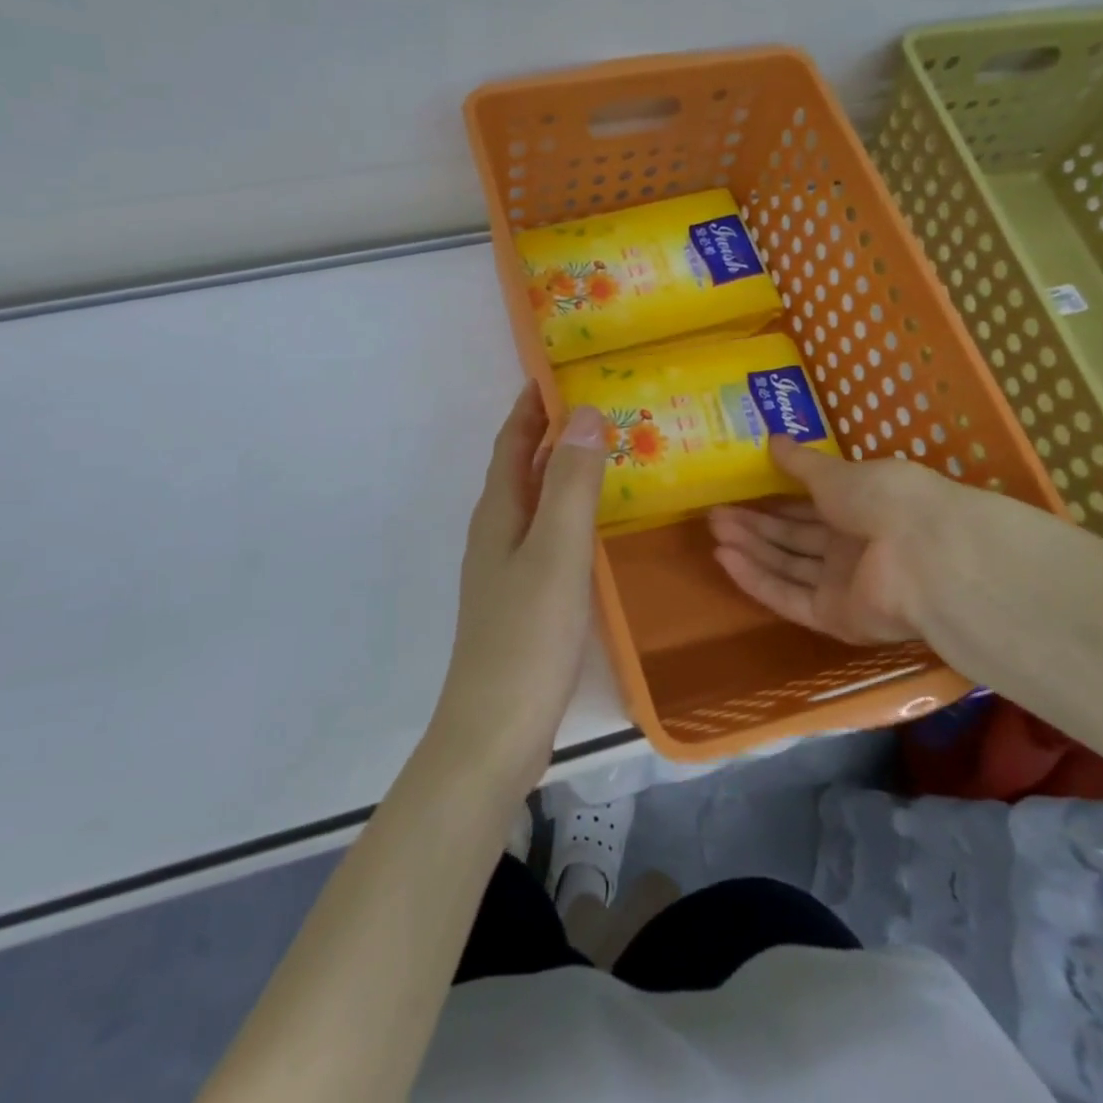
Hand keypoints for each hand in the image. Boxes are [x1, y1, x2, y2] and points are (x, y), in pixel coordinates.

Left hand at [429, 384, 606, 793]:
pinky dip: (569, 513)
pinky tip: (597, 527)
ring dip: (562, 472)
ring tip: (608, 455)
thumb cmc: (527, 636)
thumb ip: (572, 484)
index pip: (512, 441)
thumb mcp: (556, 552)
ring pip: (535, 502)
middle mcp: (496, 532)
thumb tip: (586, 413)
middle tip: (601, 407)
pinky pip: (546, 535)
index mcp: (498, 512)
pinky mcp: (522, 600)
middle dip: (551, 433)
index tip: (560, 371)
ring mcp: (506, 569)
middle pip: (521, 468)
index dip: (531, 405)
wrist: (495, 731)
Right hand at [708, 435, 1052, 679]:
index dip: (774, 501)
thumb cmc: (885, 498)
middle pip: (794, 539)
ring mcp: (846, 585)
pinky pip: (790, 597)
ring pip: (788, 566)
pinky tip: (725, 559)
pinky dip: (757, 579)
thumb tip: (773, 438)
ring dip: (750, 549)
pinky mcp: (836, 618)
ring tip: (713, 531)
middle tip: (715, 513)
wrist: (926, 555)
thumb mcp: (837, 473)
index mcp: (863, 508)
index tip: (738, 492)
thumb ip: (801, 463)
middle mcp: (854, 548)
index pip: (810, 507)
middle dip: (755, 525)